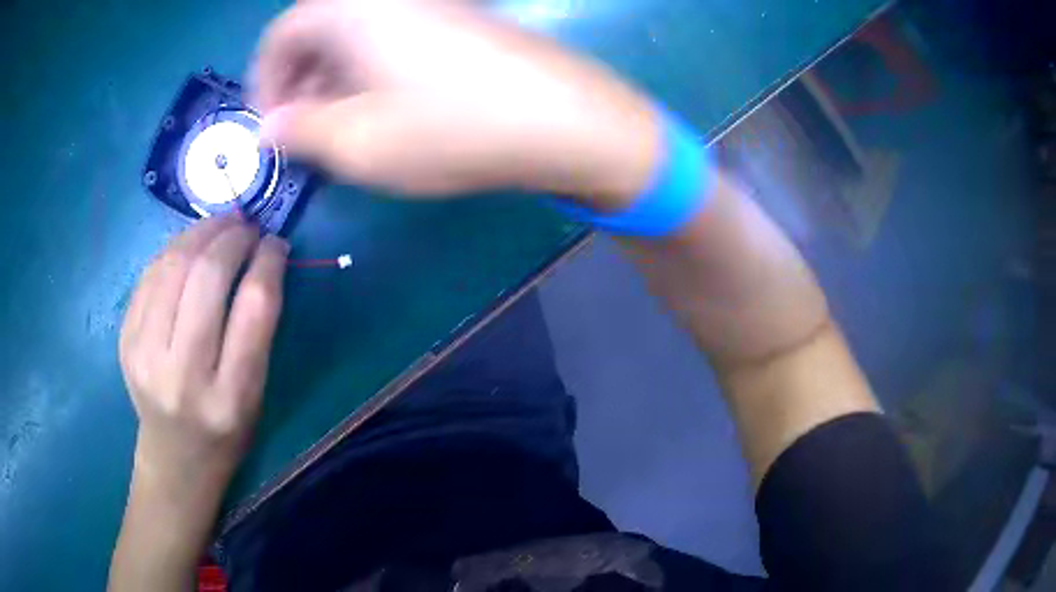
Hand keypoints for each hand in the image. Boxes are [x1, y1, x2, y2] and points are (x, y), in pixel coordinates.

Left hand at [119, 215, 288, 485]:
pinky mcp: (125, 339)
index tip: (275, 242)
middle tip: (247, 225)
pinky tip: (190, 247)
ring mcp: (144, 355)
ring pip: (173, 265)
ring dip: (202, 232)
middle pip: (207, 277)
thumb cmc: (225, 431)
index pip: (252, 309)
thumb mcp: (255, 394)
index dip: (267, 262)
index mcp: (230, 398)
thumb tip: (263, 257)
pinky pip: (150, 274)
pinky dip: (175, 249)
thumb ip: (258, 329)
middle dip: (233, 237)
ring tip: (221, 225)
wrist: (174, 458)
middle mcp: (182, 376)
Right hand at [252, 0, 659, 208]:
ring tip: (343, 131)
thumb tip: (270, 127)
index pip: (280, 35)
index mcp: (350, 9)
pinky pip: (391, 40)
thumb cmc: (450, 127)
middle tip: (306, 134)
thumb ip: (299, 131)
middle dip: (299, 84)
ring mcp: (428, 4)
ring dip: (335, 82)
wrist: (563, 119)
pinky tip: (384, 111)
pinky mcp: (456, 20)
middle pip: (316, 32)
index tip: (272, 127)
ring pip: (354, 38)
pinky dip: (372, 73)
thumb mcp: (356, 142)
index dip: (265, 82)